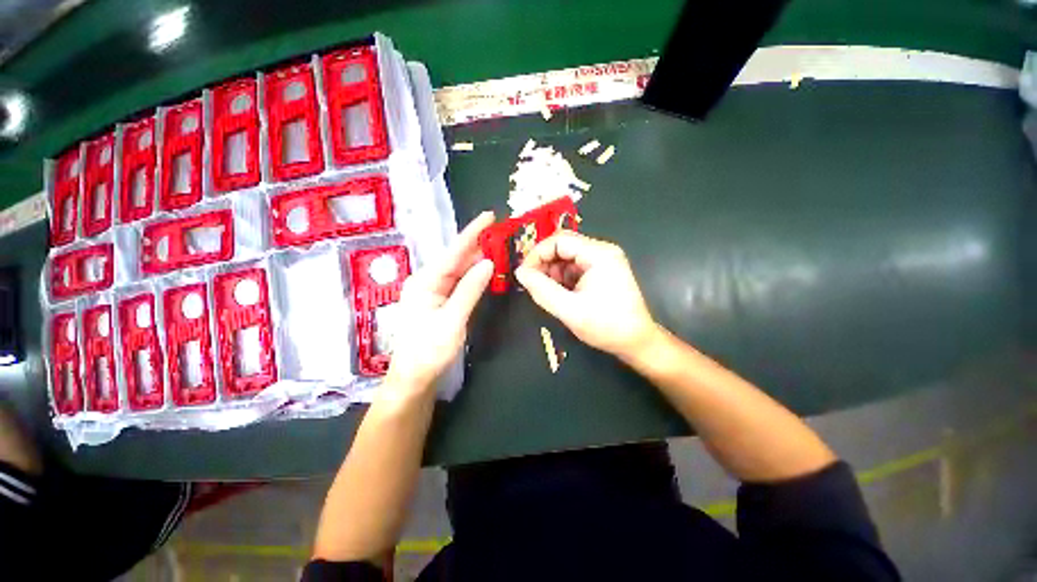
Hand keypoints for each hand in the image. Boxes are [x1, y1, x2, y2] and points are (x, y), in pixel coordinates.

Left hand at [383, 212, 494, 395]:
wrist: (414, 377)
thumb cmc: (429, 351)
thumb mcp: (452, 320)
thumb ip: (470, 289)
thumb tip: (488, 262)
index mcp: (425, 281)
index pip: (453, 252)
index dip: (472, 233)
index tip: (489, 216)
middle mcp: (427, 281)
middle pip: (456, 258)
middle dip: (477, 244)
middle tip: (500, 232)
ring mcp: (432, 291)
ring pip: (458, 270)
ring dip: (477, 259)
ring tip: (498, 246)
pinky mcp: (439, 301)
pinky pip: (458, 282)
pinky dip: (473, 275)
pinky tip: (485, 269)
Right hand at [515, 231, 659, 361]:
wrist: (636, 341)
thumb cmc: (606, 326)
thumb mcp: (569, 309)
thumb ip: (541, 290)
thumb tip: (520, 273)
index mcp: (599, 254)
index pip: (559, 240)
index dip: (537, 254)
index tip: (523, 274)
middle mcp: (602, 251)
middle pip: (563, 247)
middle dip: (544, 264)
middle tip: (531, 284)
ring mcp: (603, 261)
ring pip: (567, 258)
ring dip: (552, 273)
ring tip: (545, 292)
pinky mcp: (601, 272)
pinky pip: (574, 268)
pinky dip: (562, 279)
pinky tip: (558, 294)